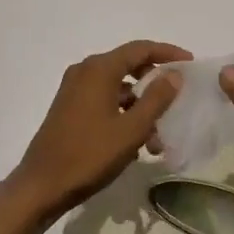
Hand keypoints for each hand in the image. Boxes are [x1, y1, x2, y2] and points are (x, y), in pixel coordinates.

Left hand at [0, 40, 189, 223]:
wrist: (42, 184)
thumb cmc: (90, 155)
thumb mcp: (131, 129)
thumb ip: (156, 99)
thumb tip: (174, 75)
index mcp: (99, 69)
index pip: (140, 49)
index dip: (167, 53)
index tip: (190, 63)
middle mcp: (84, 71)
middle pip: (128, 65)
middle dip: (154, 83)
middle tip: (177, 97)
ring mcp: (73, 90)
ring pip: (117, 87)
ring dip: (140, 105)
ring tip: (159, 136)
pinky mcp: (69, 107)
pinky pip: (104, 100)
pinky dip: (123, 113)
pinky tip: (135, 142)